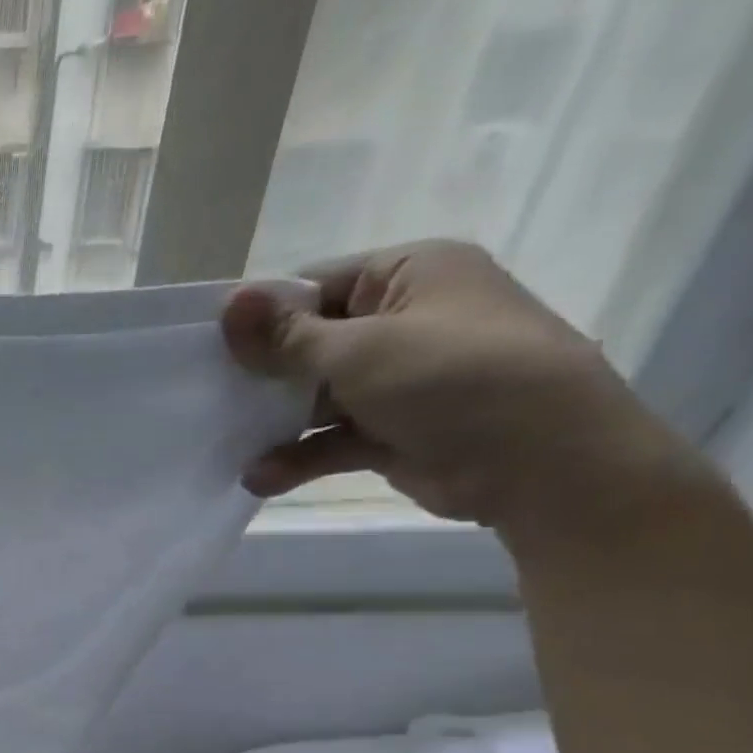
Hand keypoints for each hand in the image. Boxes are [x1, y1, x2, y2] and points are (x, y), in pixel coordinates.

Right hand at [221, 239, 683, 530]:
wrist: (543, 463)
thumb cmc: (452, 379)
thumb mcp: (359, 349)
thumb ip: (286, 335)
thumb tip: (228, 302)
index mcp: (409, 274)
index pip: (315, 285)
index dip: (263, 316)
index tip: (212, 349)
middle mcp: (404, 320)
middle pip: (310, 343)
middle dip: (263, 375)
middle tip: (210, 399)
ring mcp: (399, 380)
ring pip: (316, 396)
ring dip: (274, 423)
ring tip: (228, 445)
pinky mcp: (393, 431)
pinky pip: (331, 438)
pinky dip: (297, 456)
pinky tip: (259, 478)